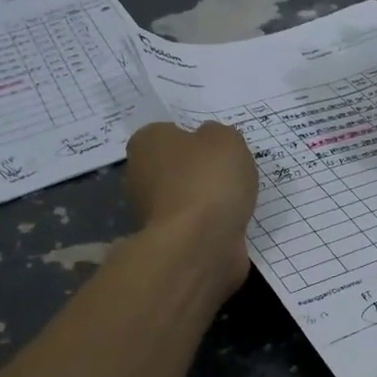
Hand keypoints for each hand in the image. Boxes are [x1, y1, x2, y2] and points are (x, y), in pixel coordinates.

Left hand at [123, 121, 257, 292]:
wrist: (200, 244)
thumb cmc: (208, 179)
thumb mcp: (225, 138)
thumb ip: (217, 135)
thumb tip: (210, 143)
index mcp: (146, 142)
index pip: (169, 132)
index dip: (196, 139)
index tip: (218, 149)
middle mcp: (139, 175)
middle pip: (176, 167)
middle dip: (199, 172)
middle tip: (230, 174)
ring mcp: (150, 213)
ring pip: (185, 199)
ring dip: (207, 202)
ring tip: (236, 202)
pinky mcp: (167, 242)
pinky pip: (194, 226)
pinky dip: (211, 226)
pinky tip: (231, 225)